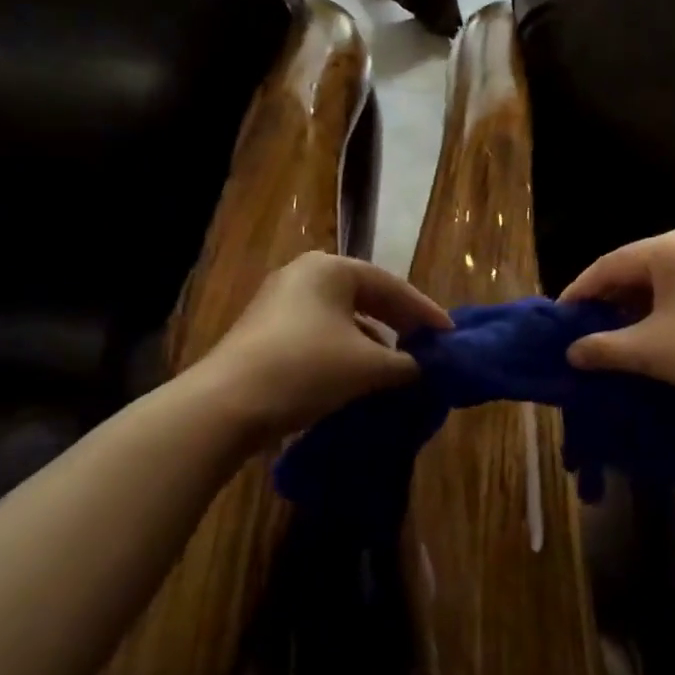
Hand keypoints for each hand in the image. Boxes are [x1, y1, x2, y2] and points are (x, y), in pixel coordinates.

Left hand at [199, 252, 451, 441]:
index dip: (424, 312)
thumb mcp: (367, 366)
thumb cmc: (306, 369)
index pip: (391, 285)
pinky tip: (359, 377)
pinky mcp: (265, 333)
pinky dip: (346, 352)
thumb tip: (424, 367)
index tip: (449, 336)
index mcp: (330, 269)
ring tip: (398, 366)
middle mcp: (303, 276)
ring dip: (373, 341)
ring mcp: (279, 303)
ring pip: (342, 318)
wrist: (225, 405)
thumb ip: (406, 363)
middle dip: (399, 323)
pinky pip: (320, 335)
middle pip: (366, 297)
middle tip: (428, 346)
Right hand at [560, 230, 674, 415]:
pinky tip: (654, 334)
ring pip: (662, 280)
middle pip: (636, 268)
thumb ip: (604, 347)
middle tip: (583, 328)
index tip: (559, 318)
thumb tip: (572, 352)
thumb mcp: (651, 350)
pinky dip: (662, 309)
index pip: (609, 264)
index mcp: (669, 248)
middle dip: (607, 300)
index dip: (579, 292)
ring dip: (635, 306)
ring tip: (613, 335)